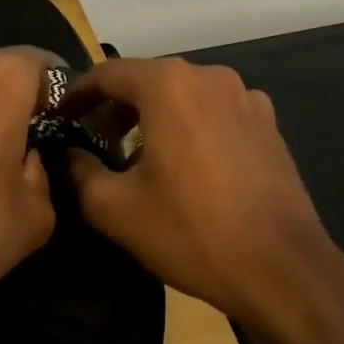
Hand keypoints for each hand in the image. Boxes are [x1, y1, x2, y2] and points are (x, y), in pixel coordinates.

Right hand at [61, 58, 343, 341]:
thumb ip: (78, 172)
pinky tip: (187, 167)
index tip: (60, 118)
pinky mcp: (268, 123)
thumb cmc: (192, 231)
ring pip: (182, 96)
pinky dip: (190, 127)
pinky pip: (214, 112)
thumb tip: (68, 155)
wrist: (283, 270)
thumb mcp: (116, 209)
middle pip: (147, 81)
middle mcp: (208, 76)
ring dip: (154, 118)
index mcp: (168, 85)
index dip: (77, 95)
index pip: (107, 74)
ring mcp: (245, 97)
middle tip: (94, 143)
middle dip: (115, 109)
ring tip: (138, 158)